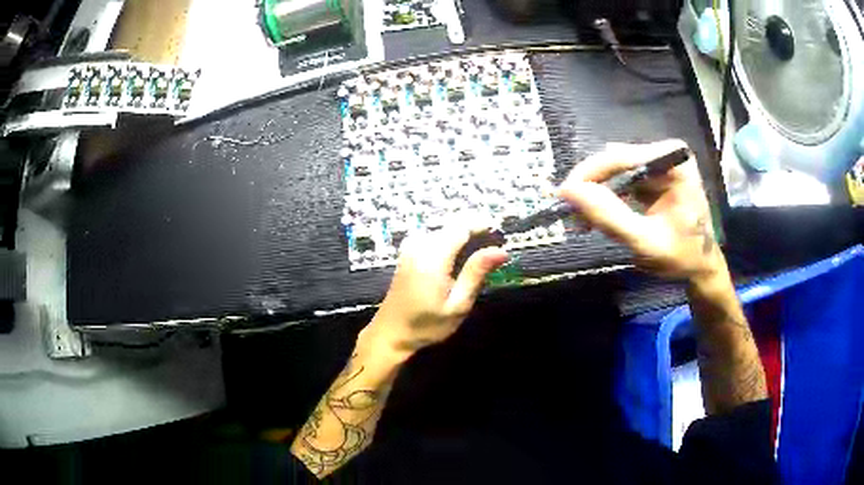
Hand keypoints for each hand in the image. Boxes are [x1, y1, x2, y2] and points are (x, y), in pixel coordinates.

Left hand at [364, 225, 508, 358]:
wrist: (391, 332)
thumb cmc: (426, 324)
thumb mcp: (457, 305)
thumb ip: (476, 273)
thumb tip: (501, 251)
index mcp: (432, 257)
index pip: (463, 227)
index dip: (484, 226)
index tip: (502, 237)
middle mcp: (420, 244)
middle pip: (454, 225)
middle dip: (476, 232)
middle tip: (494, 253)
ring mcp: (411, 245)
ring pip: (446, 229)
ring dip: (465, 237)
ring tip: (480, 259)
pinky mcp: (408, 250)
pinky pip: (436, 236)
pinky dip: (452, 242)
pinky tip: (460, 260)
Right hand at [558, 140, 721, 280]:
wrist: (702, 266)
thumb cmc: (682, 256)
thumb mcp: (646, 242)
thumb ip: (610, 217)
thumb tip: (568, 192)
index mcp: (673, 162)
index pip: (621, 157)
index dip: (588, 174)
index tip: (562, 196)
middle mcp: (666, 153)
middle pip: (615, 161)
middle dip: (591, 186)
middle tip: (571, 214)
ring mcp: (660, 161)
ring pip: (614, 169)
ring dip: (595, 193)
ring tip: (582, 220)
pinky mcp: (653, 173)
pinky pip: (621, 178)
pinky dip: (606, 196)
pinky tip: (597, 215)